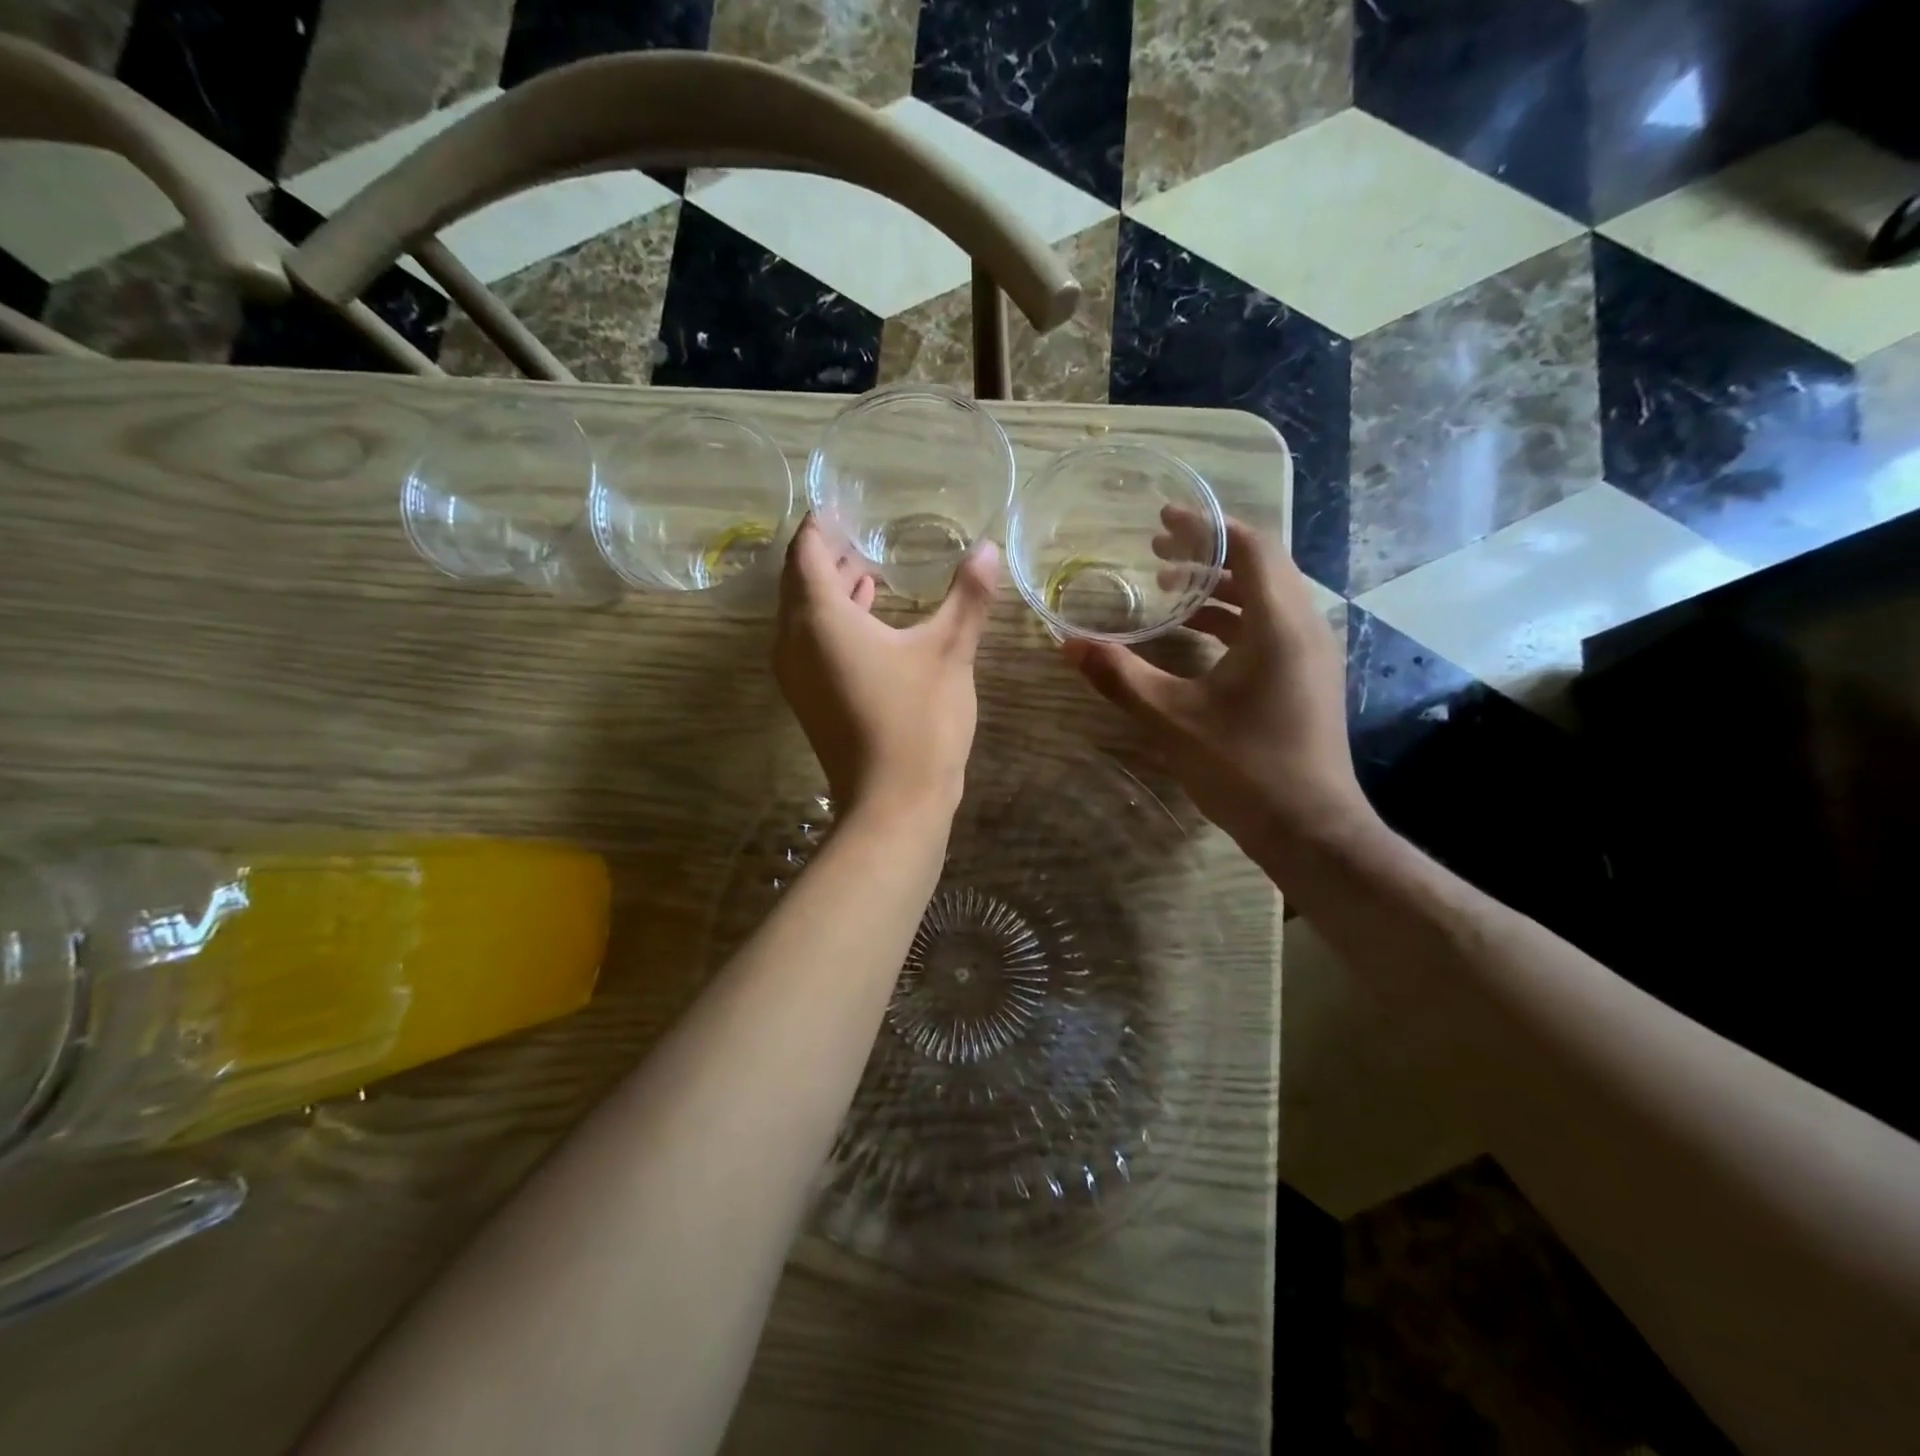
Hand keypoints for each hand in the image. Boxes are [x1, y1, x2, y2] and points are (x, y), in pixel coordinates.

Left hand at [773, 516, 997, 818]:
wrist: (894, 804)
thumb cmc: (919, 720)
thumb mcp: (949, 651)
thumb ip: (968, 597)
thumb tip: (988, 548)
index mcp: (819, 618)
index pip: (807, 552)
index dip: (821, 525)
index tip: (841, 505)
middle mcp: (793, 641)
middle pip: (799, 582)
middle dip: (827, 555)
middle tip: (861, 532)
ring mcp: (796, 674)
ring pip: (803, 614)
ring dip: (831, 589)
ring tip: (868, 567)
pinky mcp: (809, 699)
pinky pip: (809, 642)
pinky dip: (833, 621)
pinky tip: (869, 615)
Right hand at [1062, 509, 1373, 852]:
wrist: (1311, 829)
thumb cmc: (1244, 767)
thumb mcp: (1171, 719)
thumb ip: (1120, 676)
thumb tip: (1069, 644)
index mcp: (1279, 623)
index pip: (1251, 546)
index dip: (1207, 527)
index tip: (1163, 521)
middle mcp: (1304, 627)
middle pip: (1261, 566)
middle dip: (1208, 553)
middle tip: (1157, 553)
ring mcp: (1311, 654)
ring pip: (1267, 598)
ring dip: (1220, 587)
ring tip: (1169, 590)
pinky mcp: (1307, 678)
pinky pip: (1271, 627)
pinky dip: (1233, 619)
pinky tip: (1196, 638)